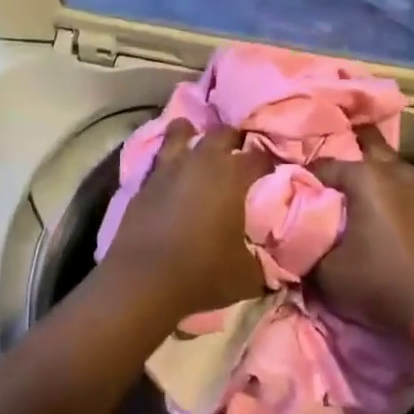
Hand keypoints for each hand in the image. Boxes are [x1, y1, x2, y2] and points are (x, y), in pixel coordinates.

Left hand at [99, 121, 272, 320]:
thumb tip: (267, 260)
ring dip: (192, 134)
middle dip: (233, 140)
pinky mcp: (144, 182)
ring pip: (181, 131)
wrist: (142, 282)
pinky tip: (172, 174)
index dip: (267, 163)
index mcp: (233, 176)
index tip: (271, 173)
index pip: (259, 156)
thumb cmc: (202, 273)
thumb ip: (260, 260)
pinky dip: (169, 161)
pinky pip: (160, 159)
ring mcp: (170, 167)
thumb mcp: (247, 276)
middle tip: (237, 155)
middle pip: (222, 133)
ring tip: (197, 146)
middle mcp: (202, 161)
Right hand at [312, 127, 413, 338]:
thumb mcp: (329, 274)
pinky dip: (386, 189)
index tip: (292, 192)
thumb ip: (306, 248)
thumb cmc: (382, 281)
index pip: (321, 166)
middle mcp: (392, 168)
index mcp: (364, 175)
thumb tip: (294, 238)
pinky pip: (400, 183)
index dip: (303, 179)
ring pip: (385, 164)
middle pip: (363, 145)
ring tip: (349, 194)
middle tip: (326, 179)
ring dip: (368, 173)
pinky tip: (376, 207)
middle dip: (343, 156)